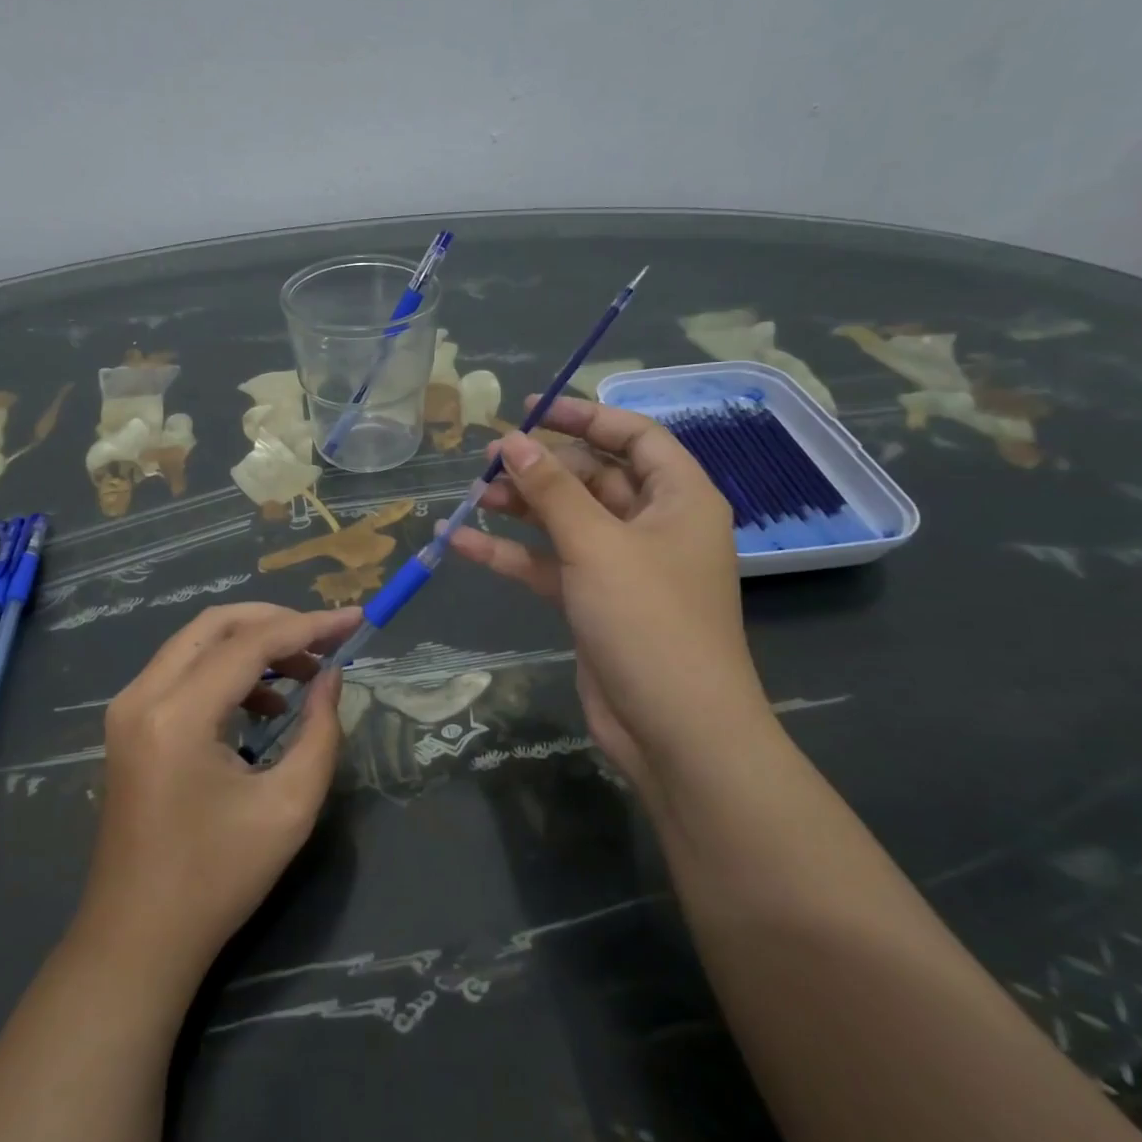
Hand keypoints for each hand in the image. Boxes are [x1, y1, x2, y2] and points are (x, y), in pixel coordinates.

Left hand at [74, 603, 360, 991]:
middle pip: (216, 624)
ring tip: (303, 674)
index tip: (354, 619)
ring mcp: (128, 707)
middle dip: (277, 622)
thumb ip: (320, 731)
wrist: (137, 940)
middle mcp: (143, 695)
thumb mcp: (289, 807)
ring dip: (252, 644)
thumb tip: (332, 676)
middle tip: (326, 639)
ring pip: (197, 641)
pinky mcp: (129, 722)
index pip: (250, 644)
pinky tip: (265, 703)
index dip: (309, 626)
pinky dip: (227, 668)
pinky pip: (182, 669)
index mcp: (178, 715)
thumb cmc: (217, 880)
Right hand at [444, 397, 772, 790]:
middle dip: (541, 468)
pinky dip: (511, 553)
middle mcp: (654, 525)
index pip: (634, 436)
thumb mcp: (597, 544)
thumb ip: (552, 490)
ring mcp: (622, 566)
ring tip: (471, 496)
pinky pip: (549, 563)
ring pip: (566, 520)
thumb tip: (513, 441)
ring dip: (521, 507)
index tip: (531, 409)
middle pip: (593, 477)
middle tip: (488, 462)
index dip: (585, 417)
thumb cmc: (649, 621)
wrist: (675, 732)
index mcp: (679, 498)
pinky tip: (462, 543)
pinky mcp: (594, 601)